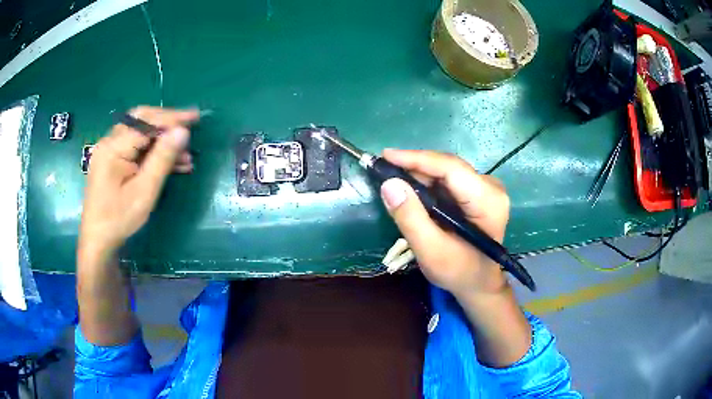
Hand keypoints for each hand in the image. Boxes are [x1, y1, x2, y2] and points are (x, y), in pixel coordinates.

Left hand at [78, 107, 198, 264]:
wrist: (98, 241)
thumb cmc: (119, 219)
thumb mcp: (144, 192)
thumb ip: (162, 159)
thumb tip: (182, 131)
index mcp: (113, 148)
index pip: (146, 123)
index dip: (171, 119)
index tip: (195, 118)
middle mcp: (109, 142)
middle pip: (141, 120)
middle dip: (167, 122)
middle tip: (190, 125)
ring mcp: (109, 150)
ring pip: (140, 133)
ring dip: (162, 140)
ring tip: (185, 155)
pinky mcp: (112, 160)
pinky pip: (135, 147)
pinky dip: (152, 151)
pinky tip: (171, 162)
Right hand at [379, 149, 509, 297]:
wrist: (479, 282)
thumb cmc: (458, 271)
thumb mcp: (431, 251)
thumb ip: (411, 218)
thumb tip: (389, 184)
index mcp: (487, 202)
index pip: (451, 169)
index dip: (417, 159)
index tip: (386, 156)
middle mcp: (491, 187)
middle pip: (448, 166)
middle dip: (415, 166)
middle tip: (384, 169)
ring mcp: (487, 187)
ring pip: (447, 170)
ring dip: (419, 174)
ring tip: (393, 179)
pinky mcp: (479, 191)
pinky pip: (449, 178)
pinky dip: (428, 182)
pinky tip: (412, 188)